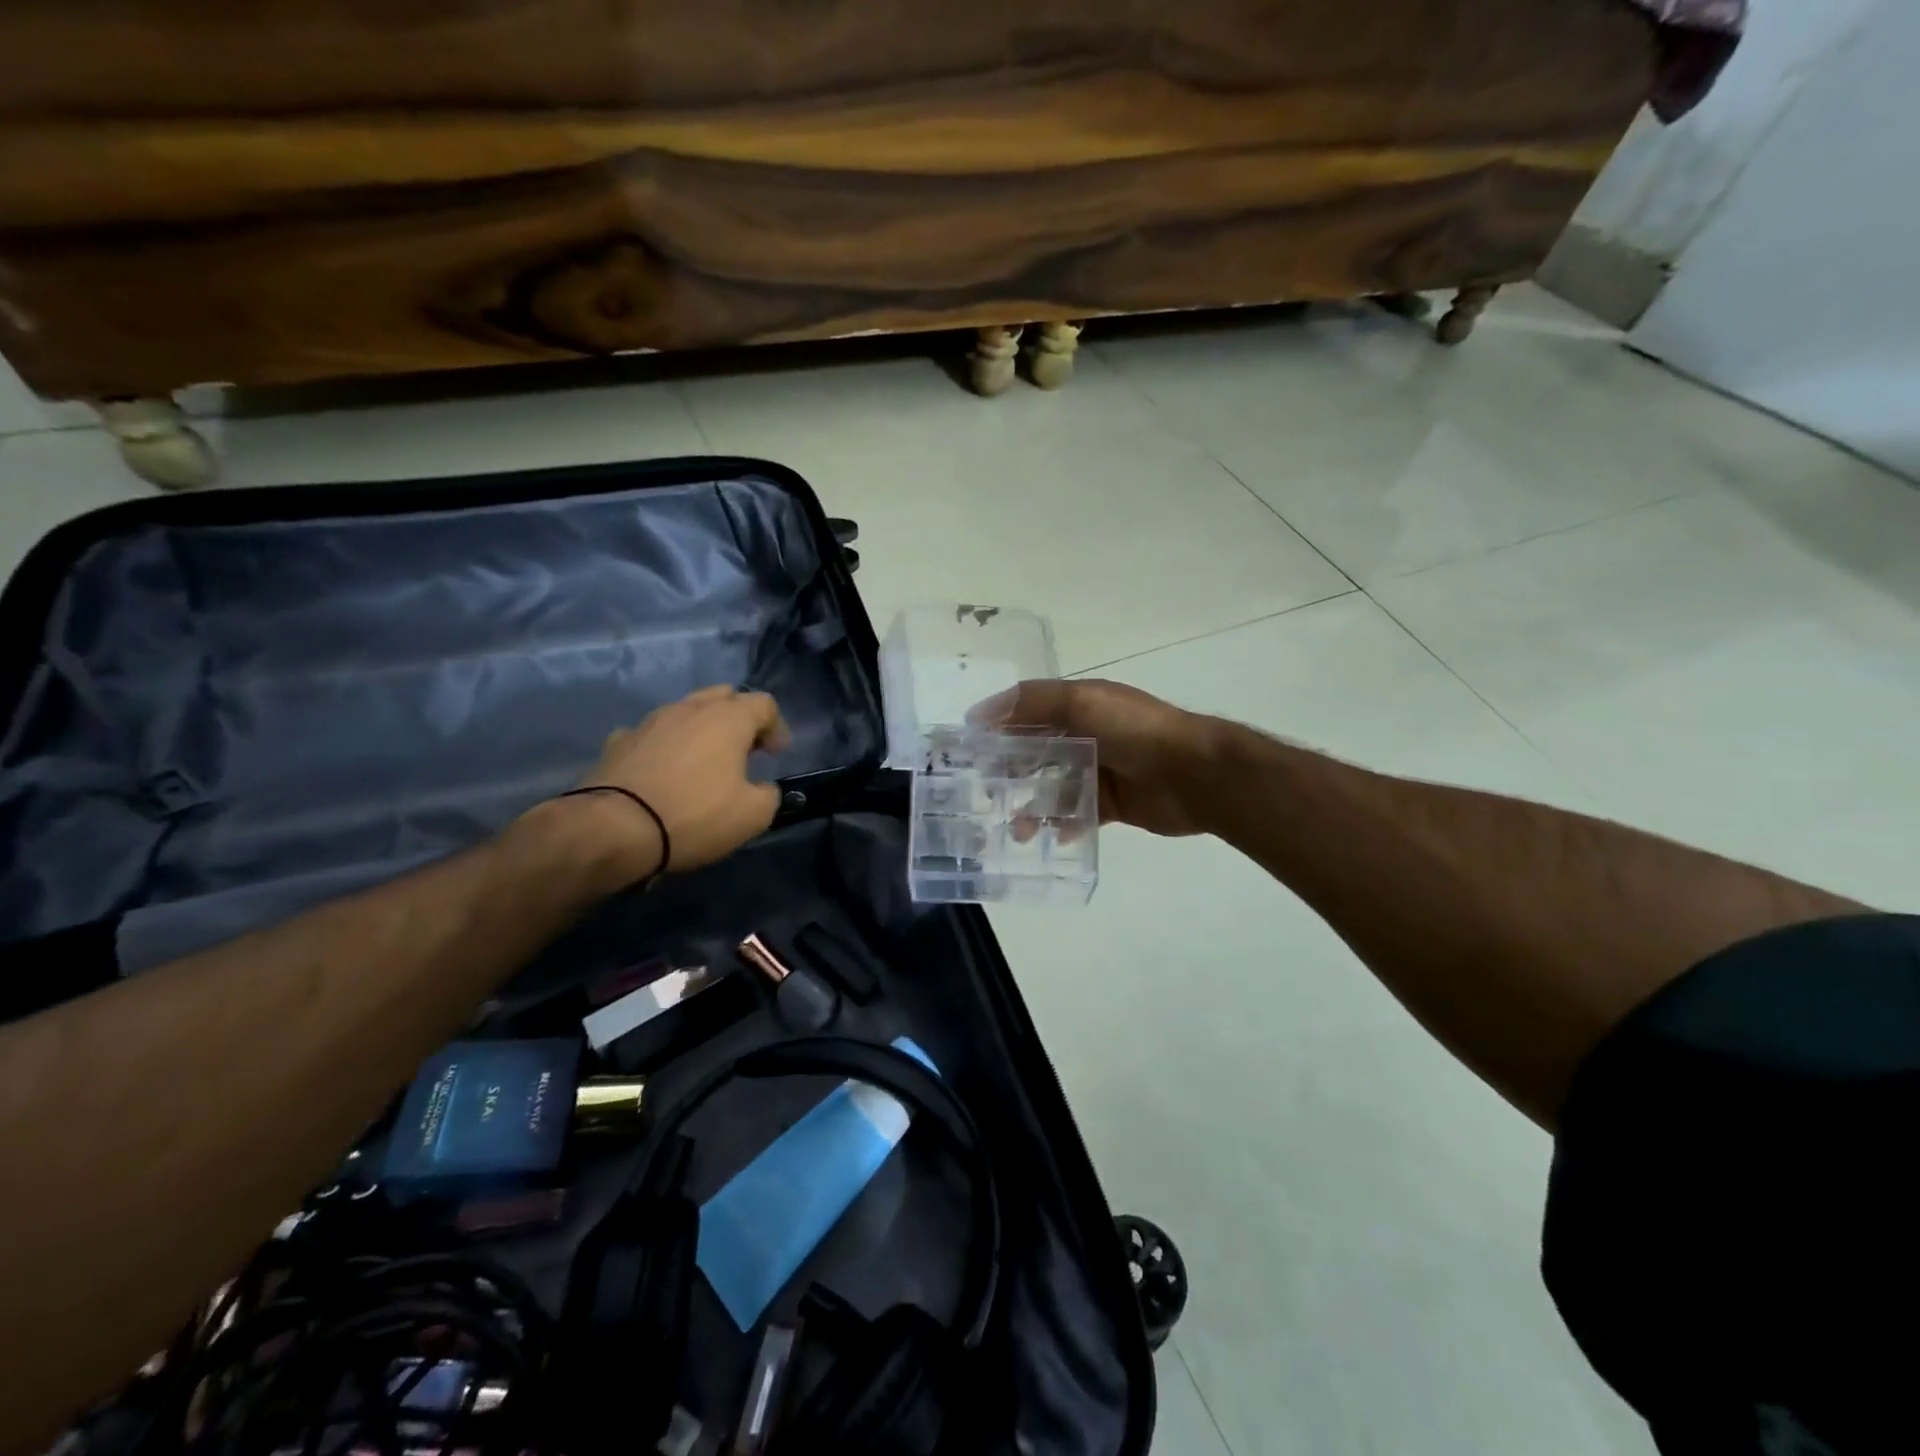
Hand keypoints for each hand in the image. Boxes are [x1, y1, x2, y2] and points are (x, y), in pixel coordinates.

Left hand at [573, 685, 791, 876]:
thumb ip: (769, 795)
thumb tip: (763, 789)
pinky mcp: (618, 741)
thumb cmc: (694, 815)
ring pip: (685, 711)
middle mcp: (689, 709)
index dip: (777, 727)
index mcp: (728, 719)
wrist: (614, 829)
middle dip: (739, 717)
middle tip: (744, 749)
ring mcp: (650, 721)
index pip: (764, 703)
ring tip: (703, 760)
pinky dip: (664, 745)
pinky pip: (651, 733)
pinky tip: (662, 769)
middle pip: (723, 696)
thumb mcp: (753, 815)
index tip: (777, 755)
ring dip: (700, 728)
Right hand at [969, 679, 1219, 837]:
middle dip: (1011, 773)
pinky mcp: (1111, 803)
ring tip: (1019, 830)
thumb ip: (1031, 704)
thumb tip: (979, 714)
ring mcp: (1099, 770)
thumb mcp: (1081, 702)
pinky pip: (1078, 813)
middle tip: (988, 795)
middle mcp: (1086, 735)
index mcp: (1079, 706)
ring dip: (1033, 806)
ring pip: (1054, 787)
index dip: (998, 730)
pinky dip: (1064, 823)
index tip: (970, 752)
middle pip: (1036, 753)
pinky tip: (1055, 835)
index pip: (1027, 714)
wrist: (1194, 773)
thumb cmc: (1135, 730)